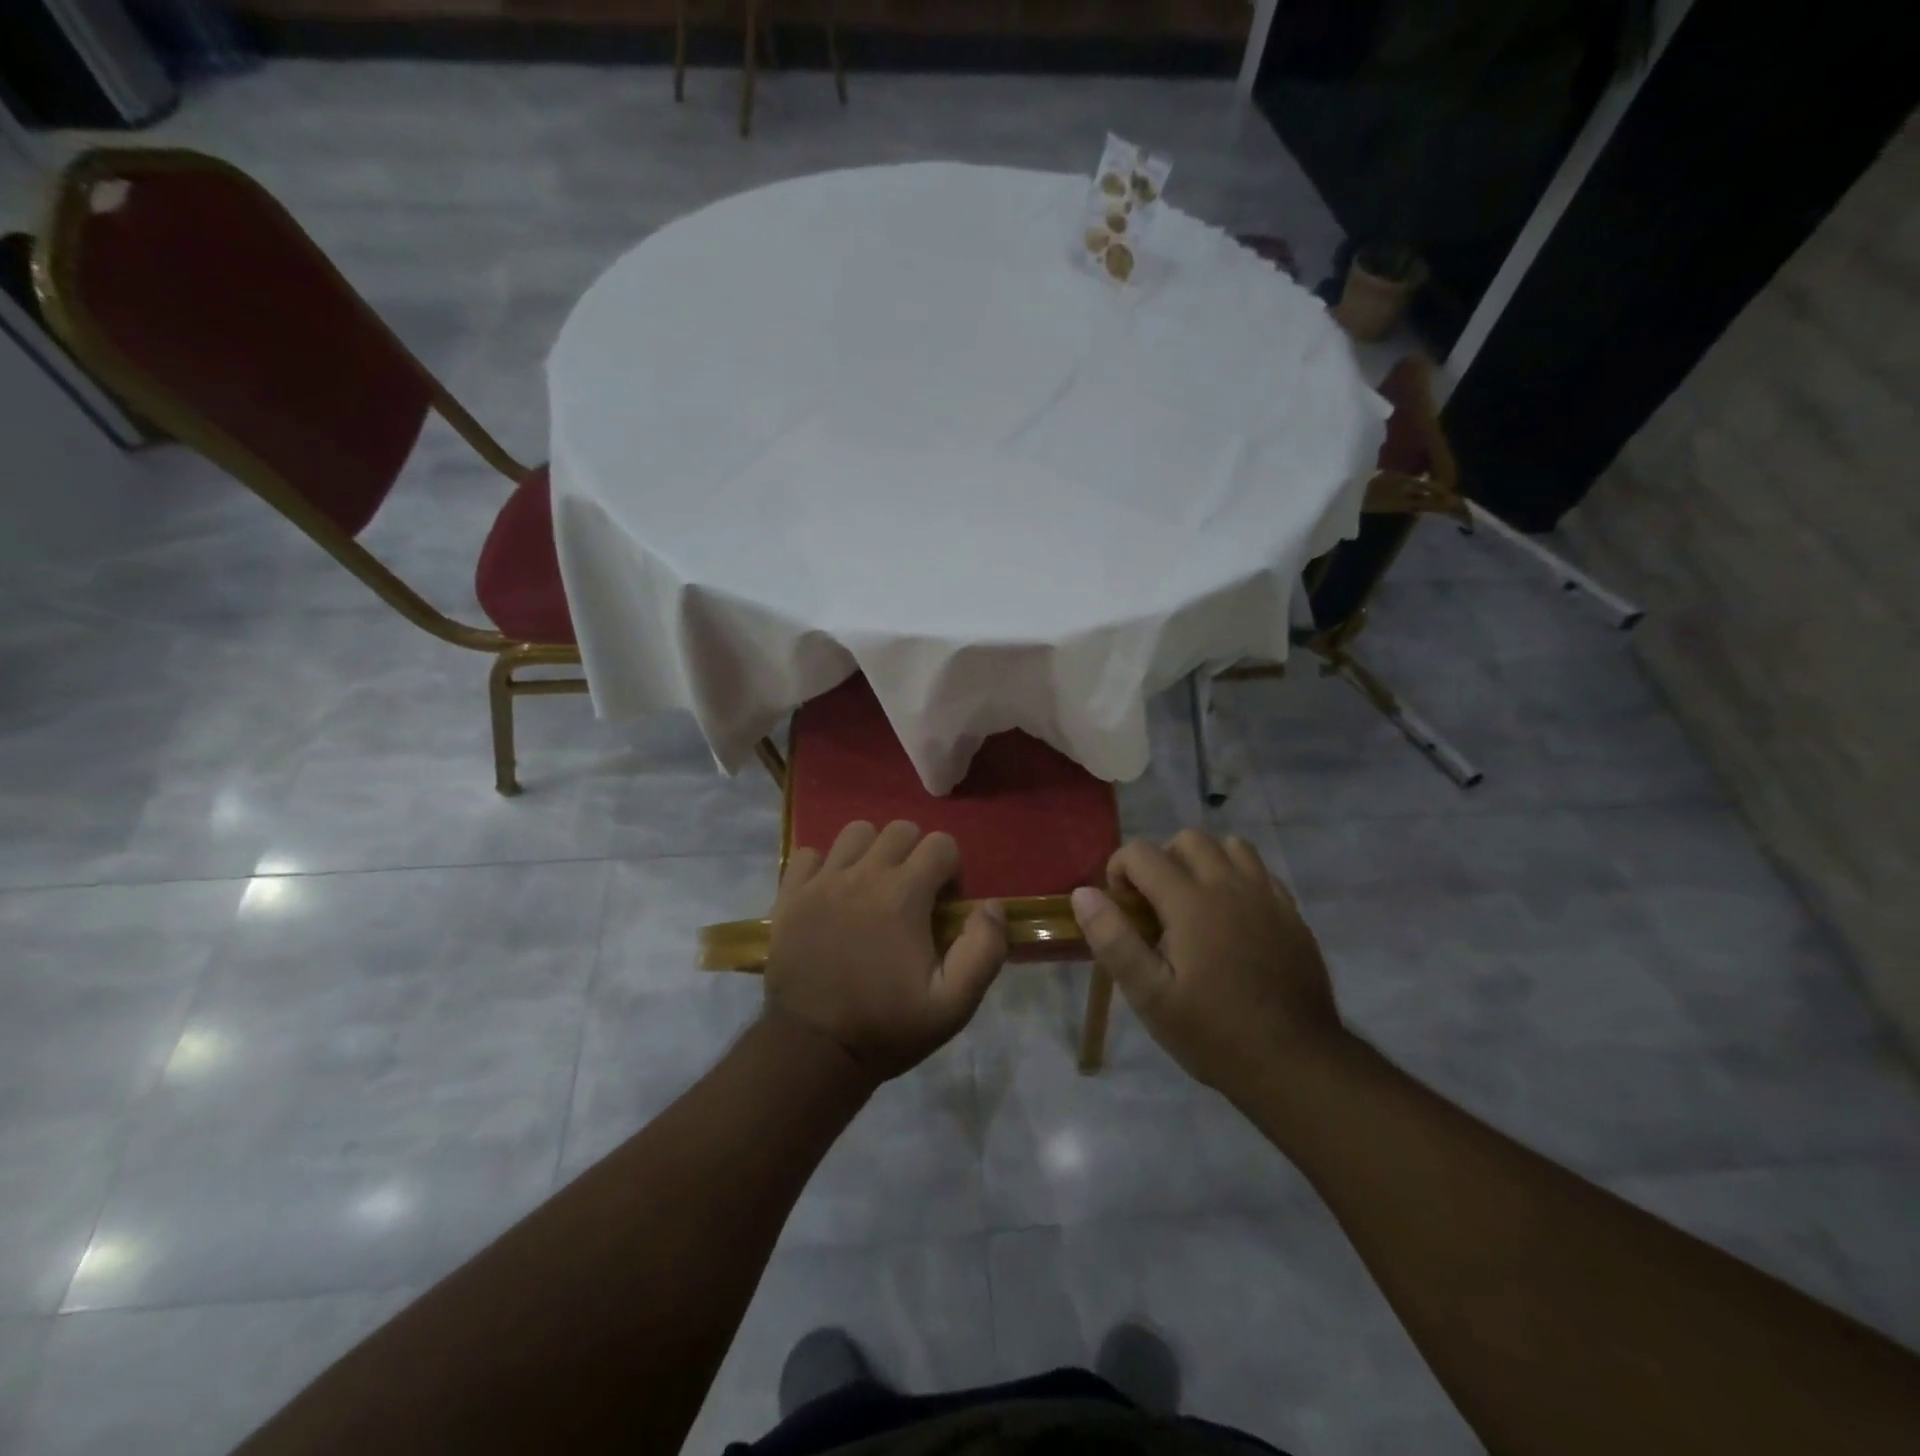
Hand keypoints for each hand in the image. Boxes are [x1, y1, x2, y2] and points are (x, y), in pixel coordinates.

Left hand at [764, 820, 1007, 1083]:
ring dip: (872, 852)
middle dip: (916, 854)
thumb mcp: (953, 1005)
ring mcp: (821, 881)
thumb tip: (991, 906)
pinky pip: (809, 854)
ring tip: (872, 888)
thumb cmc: (886, 1027)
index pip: (941, 844)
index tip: (943, 906)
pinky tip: (832, 894)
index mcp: (903, 895)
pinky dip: (824, 865)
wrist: (812, 1050)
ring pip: (856, 832)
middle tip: (912, 895)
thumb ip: (984, 951)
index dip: (950, 870)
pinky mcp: (790, 894)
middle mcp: (863, 874)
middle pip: (900, 830)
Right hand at [1070, 831, 1344, 1099]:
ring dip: (1203, 862)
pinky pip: (1259, 870)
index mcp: (1191, 901)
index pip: (1141, 852)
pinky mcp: (1290, 912)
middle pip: (1187, 839)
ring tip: (1193, 903)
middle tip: (1156, 907)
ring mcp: (1266, 895)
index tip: (1122, 910)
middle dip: (1161, 861)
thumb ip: (1113, 940)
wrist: (1295, 1063)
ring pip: (1229, 846)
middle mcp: (1229, 885)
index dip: (1119, 871)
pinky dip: (1237, 877)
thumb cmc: (1212, 1032)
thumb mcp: (1149, 996)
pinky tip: (1231, 917)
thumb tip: (1083, 894)